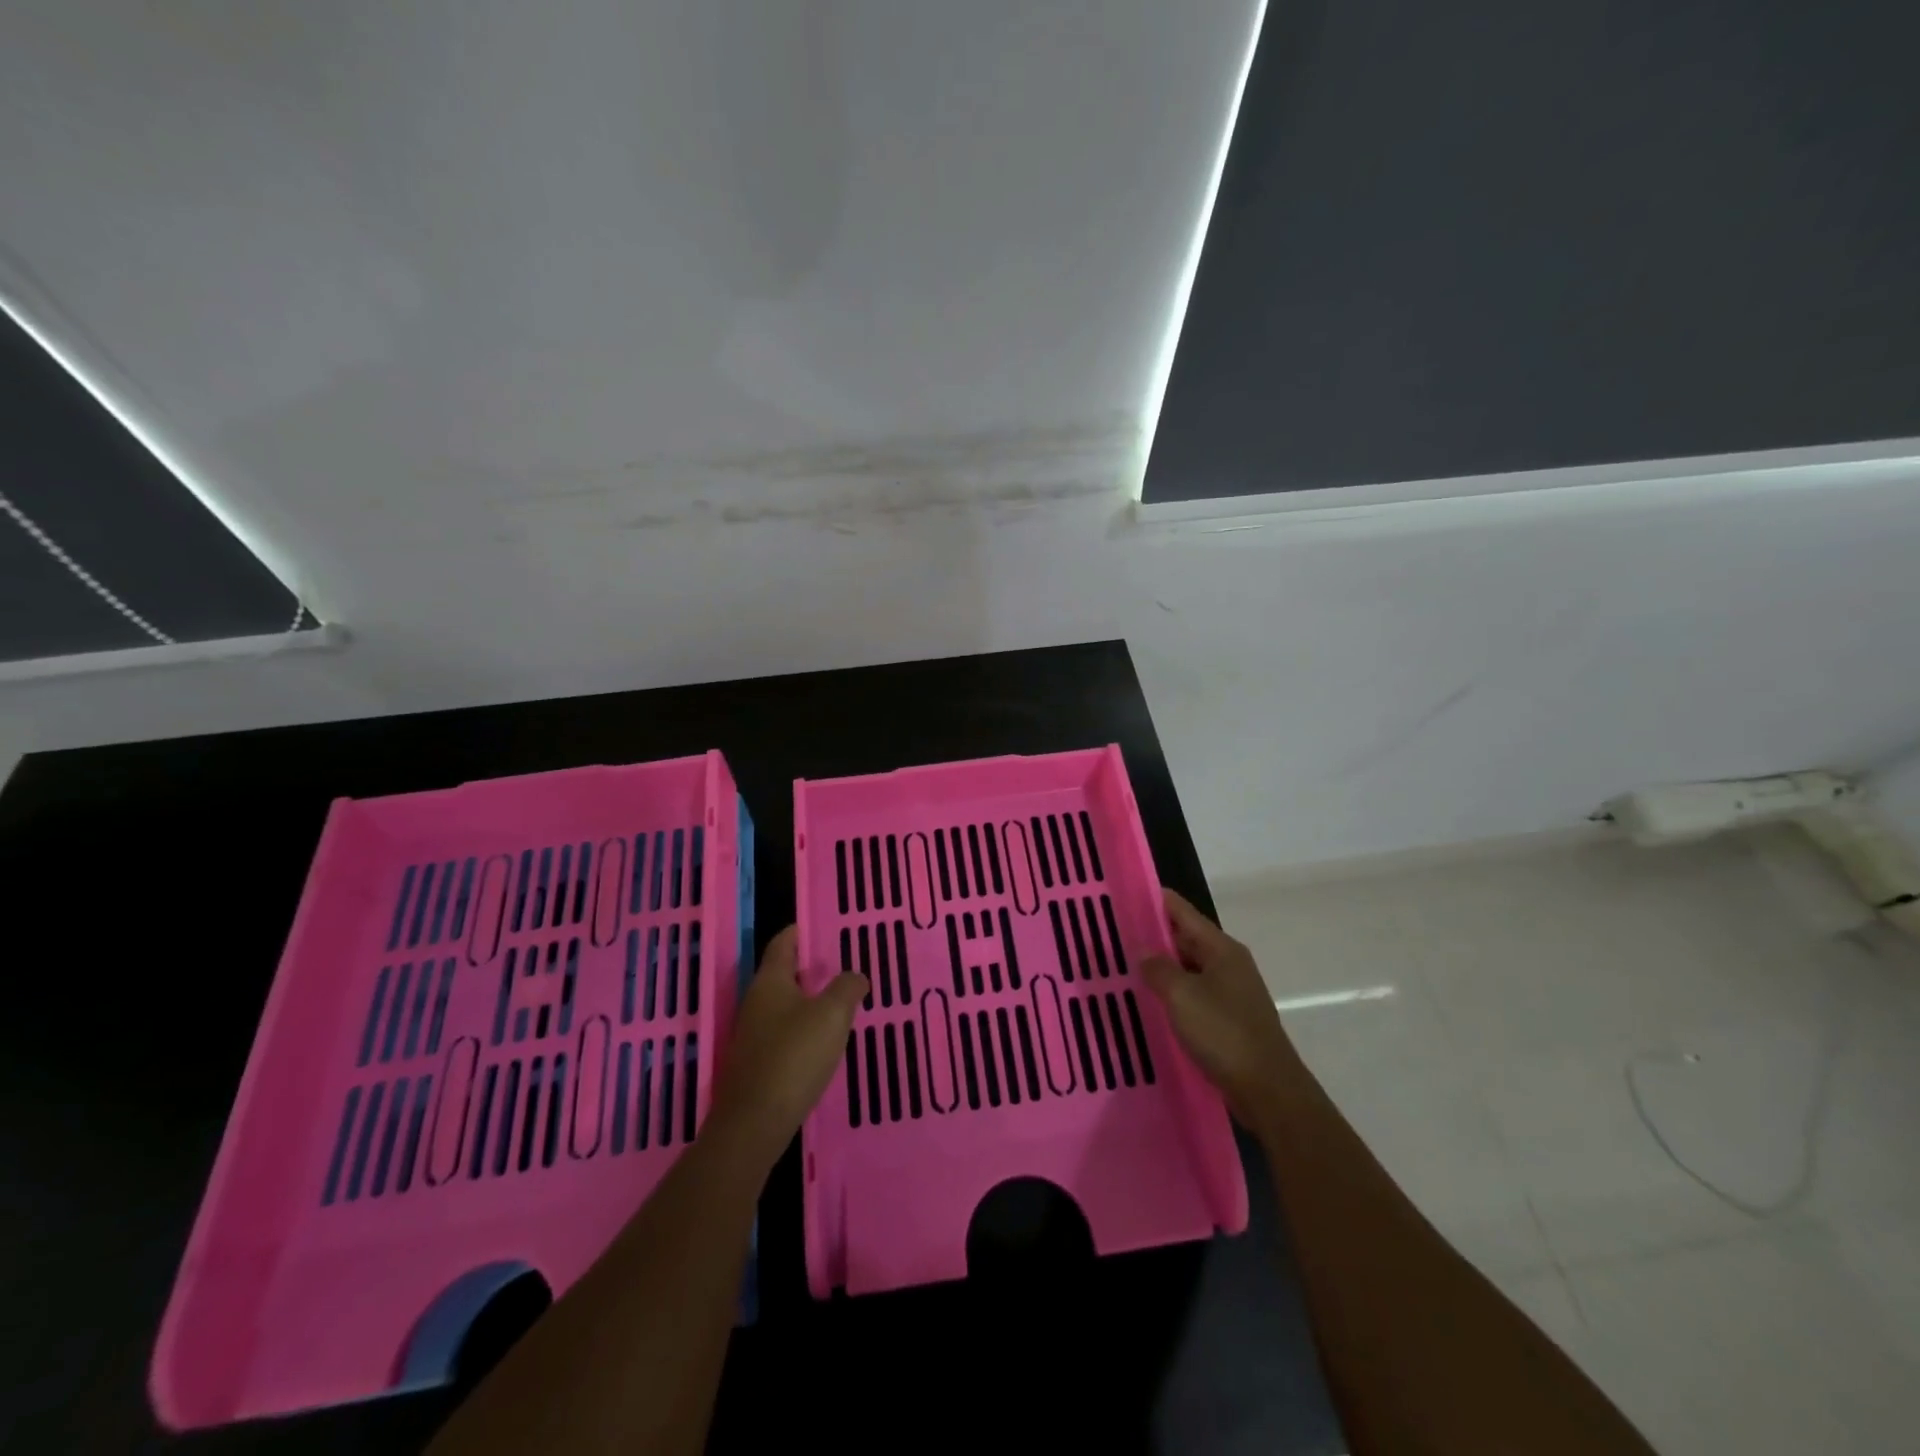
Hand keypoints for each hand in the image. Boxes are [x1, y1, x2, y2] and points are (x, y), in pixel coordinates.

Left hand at [708, 927, 866, 1162]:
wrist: (755, 1123)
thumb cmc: (794, 1056)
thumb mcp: (832, 1015)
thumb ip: (847, 988)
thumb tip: (855, 976)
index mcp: (770, 982)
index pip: (781, 945)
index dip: (796, 932)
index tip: (813, 925)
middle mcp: (756, 1003)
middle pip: (780, 975)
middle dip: (805, 967)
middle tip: (836, 962)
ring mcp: (752, 1035)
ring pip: (782, 1005)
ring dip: (805, 999)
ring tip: (835, 1000)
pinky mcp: (756, 1064)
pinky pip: (782, 1033)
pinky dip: (801, 1027)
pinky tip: (820, 1040)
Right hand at [1141, 888, 1300, 1137]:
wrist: (1268, 1091)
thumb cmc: (1224, 1034)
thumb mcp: (1182, 996)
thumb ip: (1158, 968)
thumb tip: (1143, 950)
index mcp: (1221, 949)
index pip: (1182, 911)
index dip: (1154, 901)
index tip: (1124, 895)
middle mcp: (1228, 964)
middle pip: (1185, 938)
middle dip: (1152, 935)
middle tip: (1113, 934)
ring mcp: (1230, 992)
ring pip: (1188, 969)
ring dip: (1160, 967)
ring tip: (1123, 966)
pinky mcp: (1228, 1019)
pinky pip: (1193, 995)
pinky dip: (1172, 993)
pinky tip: (1148, 1001)